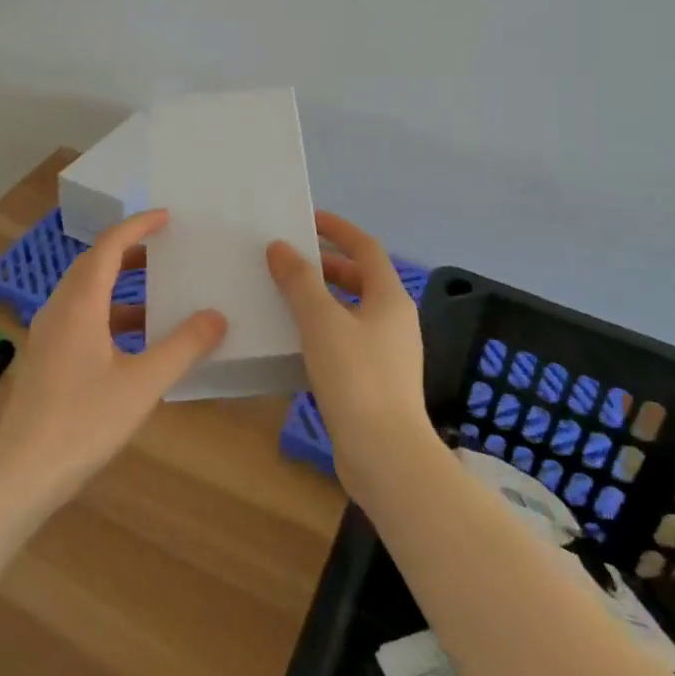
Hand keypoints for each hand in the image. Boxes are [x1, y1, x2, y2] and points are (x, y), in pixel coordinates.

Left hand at [0, 209, 226, 511]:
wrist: (20, 473)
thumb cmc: (83, 422)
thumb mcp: (143, 384)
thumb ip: (182, 347)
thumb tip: (216, 316)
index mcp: (80, 304)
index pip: (109, 246)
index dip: (137, 226)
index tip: (166, 217)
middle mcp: (59, 309)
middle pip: (93, 264)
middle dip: (128, 251)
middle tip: (164, 248)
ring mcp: (48, 334)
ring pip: (85, 292)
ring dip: (118, 283)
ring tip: (156, 291)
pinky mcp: (46, 358)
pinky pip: (80, 316)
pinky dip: (108, 312)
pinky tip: (132, 340)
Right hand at [268, 212, 439, 503]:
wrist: (385, 456)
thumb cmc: (356, 377)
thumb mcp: (322, 321)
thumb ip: (300, 281)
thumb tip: (281, 248)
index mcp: (390, 297)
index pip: (365, 247)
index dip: (338, 228)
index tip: (306, 219)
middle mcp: (394, 320)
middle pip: (359, 278)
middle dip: (325, 265)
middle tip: (287, 260)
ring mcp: (387, 353)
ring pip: (350, 311)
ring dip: (321, 299)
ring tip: (283, 296)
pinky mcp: (375, 382)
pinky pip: (346, 340)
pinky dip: (322, 330)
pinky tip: (294, 341)